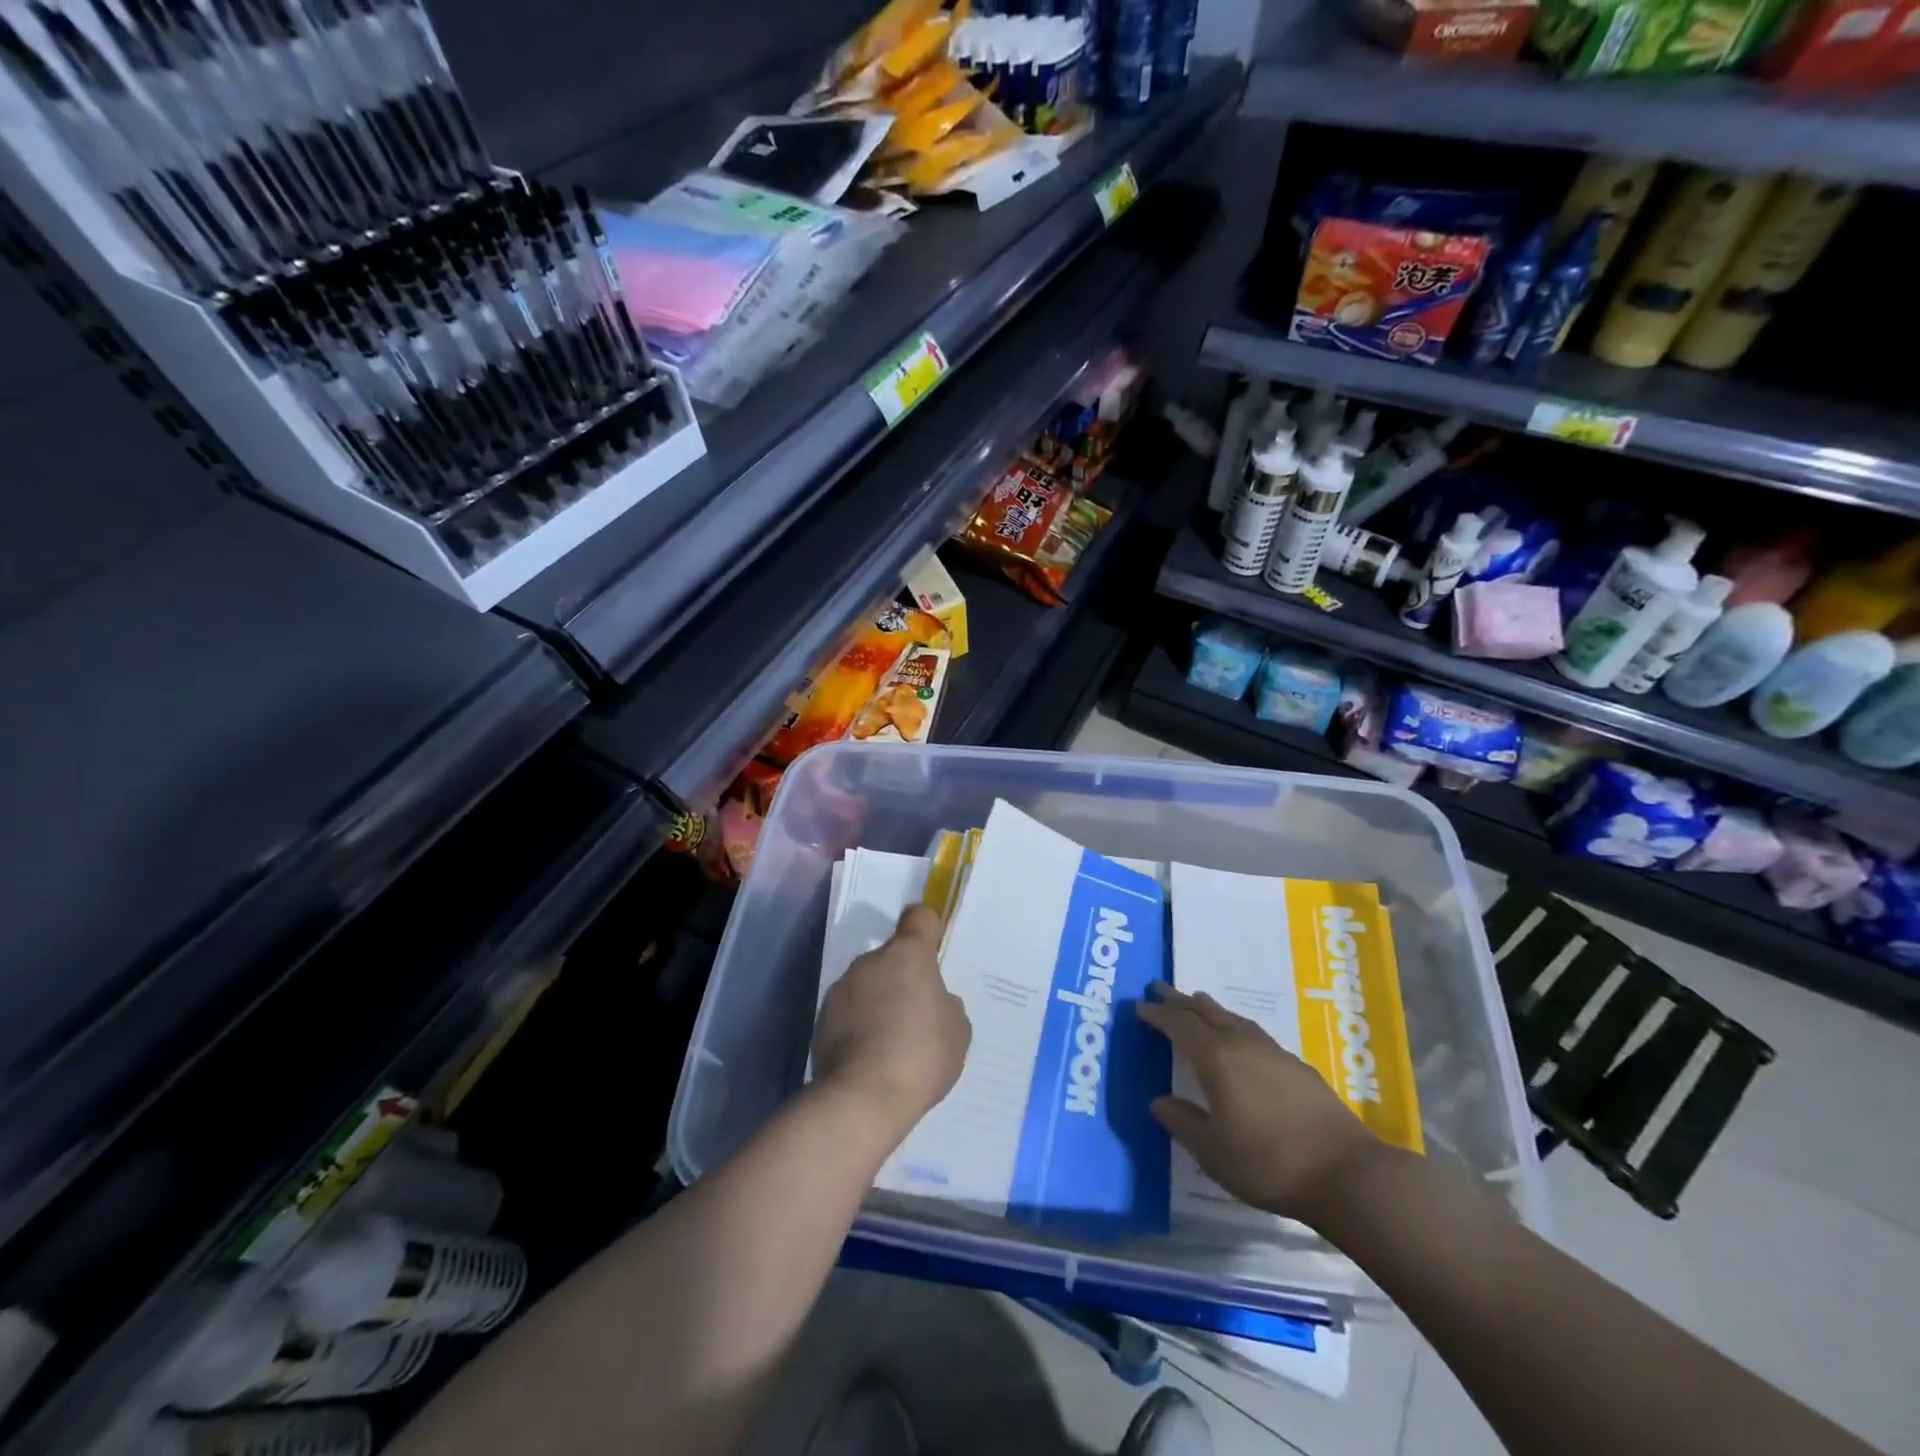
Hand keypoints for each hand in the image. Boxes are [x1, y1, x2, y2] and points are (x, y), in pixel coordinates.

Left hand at [813, 906, 970, 1131]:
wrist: (862, 1098)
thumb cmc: (921, 1055)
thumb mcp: (957, 1031)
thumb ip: (947, 1006)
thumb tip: (933, 1002)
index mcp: (908, 954)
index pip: (918, 918)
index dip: (927, 929)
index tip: (933, 951)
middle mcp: (870, 961)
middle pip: (891, 957)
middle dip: (903, 978)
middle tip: (917, 1015)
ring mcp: (842, 988)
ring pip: (868, 984)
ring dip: (879, 1001)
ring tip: (891, 1043)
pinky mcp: (822, 1018)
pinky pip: (849, 1011)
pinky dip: (859, 1025)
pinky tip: (870, 1057)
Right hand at [1139, 984, 1384, 1221]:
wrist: (1346, 1173)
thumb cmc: (1268, 1163)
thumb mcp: (1213, 1152)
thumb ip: (1182, 1123)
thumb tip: (1158, 1101)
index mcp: (1216, 1058)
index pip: (1180, 1025)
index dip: (1158, 1015)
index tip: (1140, 1007)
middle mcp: (1243, 1045)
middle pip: (1206, 1012)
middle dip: (1180, 1000)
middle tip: (1159, 988)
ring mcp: (1274, 1053)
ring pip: (1234, 1019)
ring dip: (1211, 1009)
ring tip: (1198, 1003)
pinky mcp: (1299, 1068)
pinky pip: (1255, 1034)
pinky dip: (1236, 1028)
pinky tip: (1242, 1042)